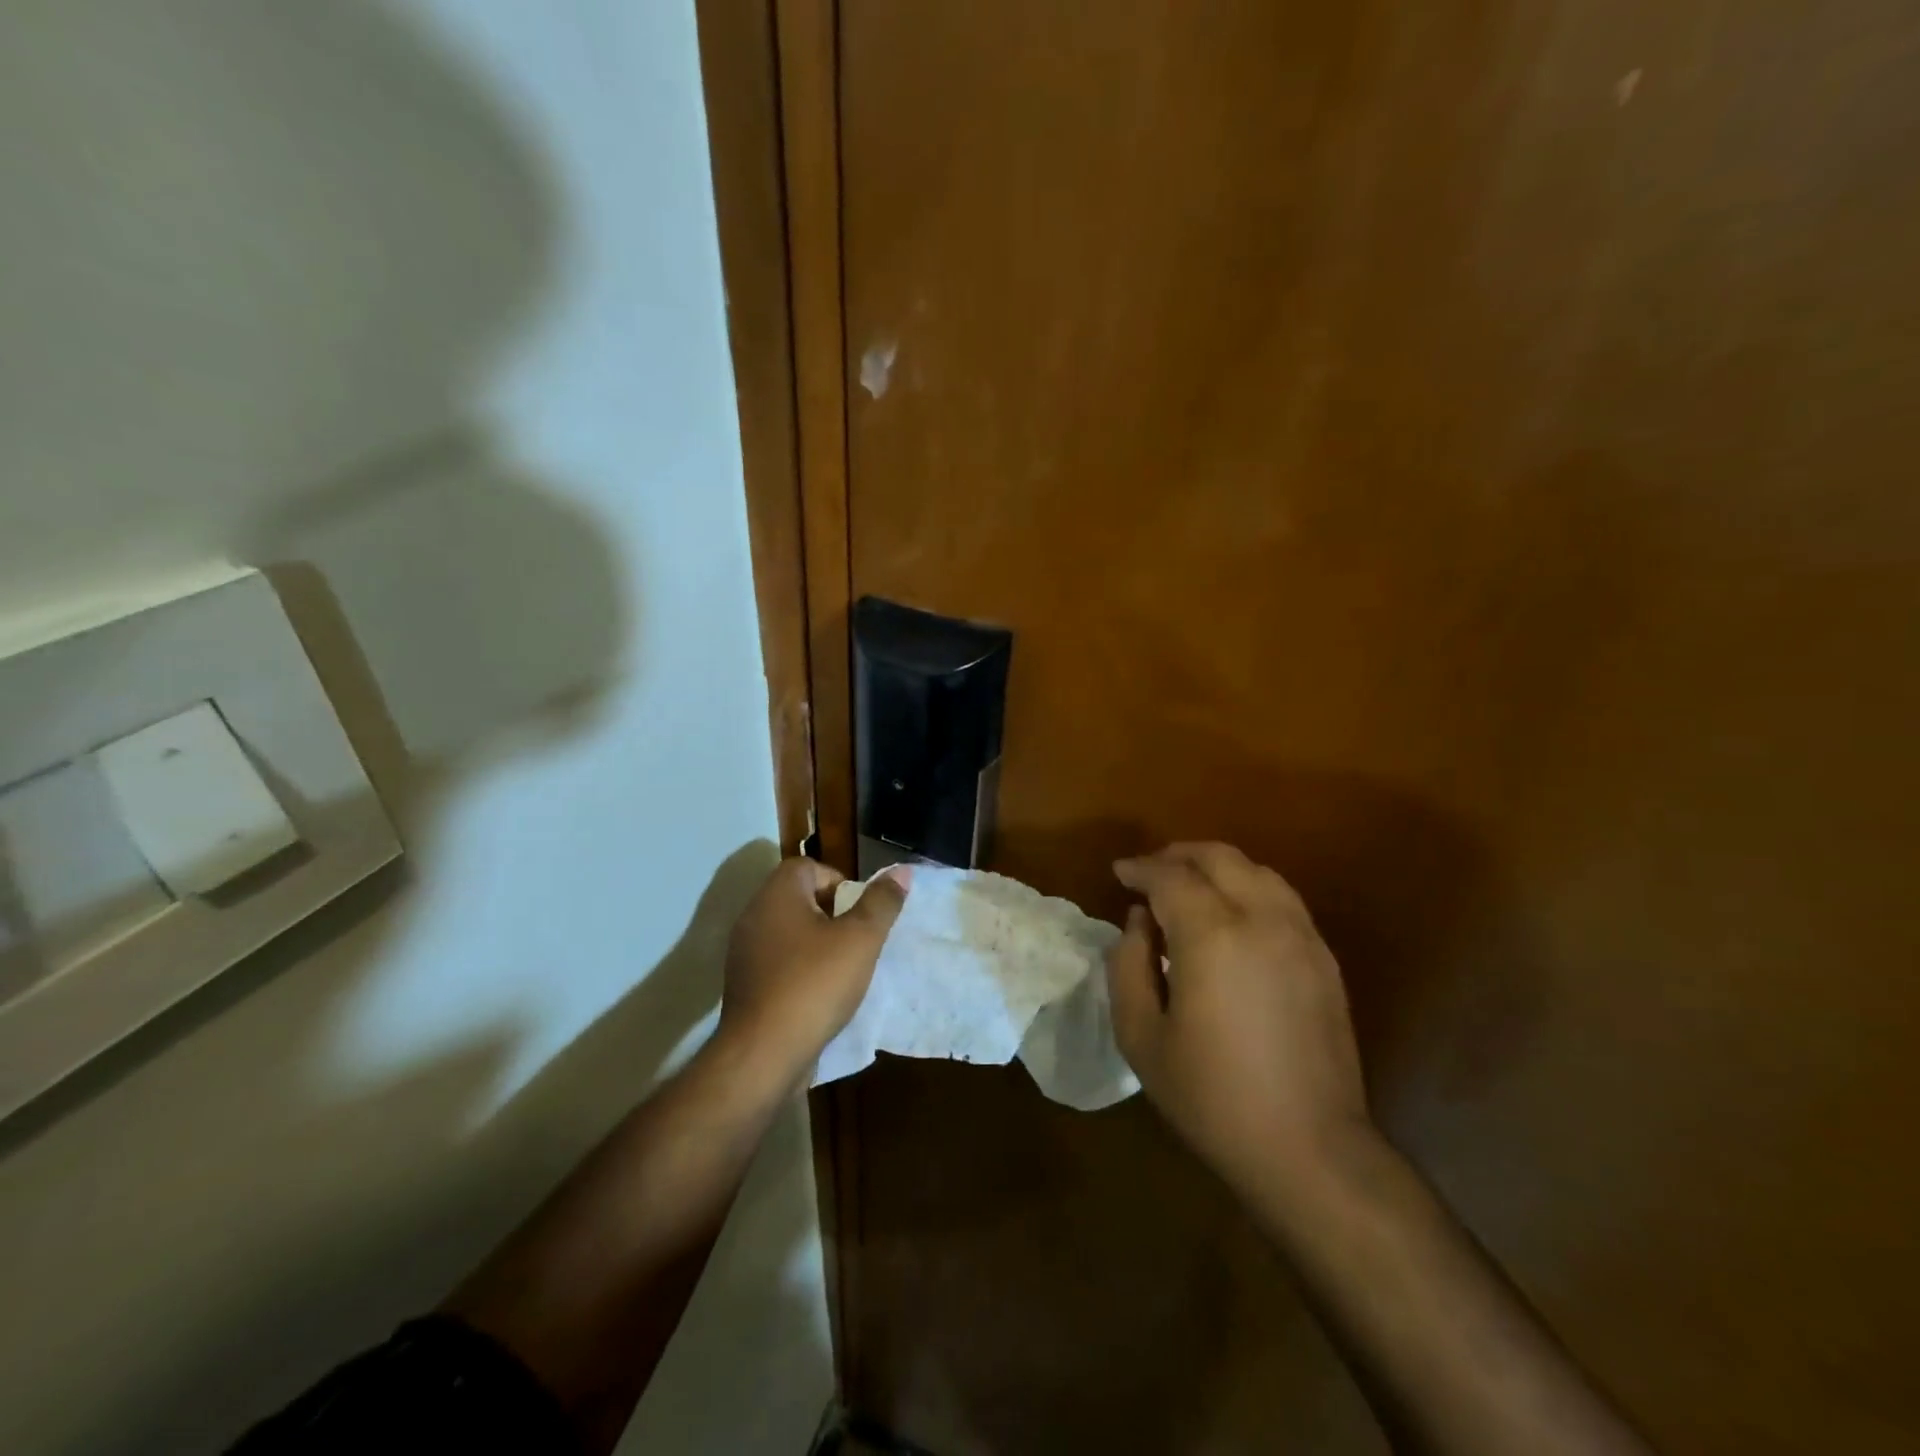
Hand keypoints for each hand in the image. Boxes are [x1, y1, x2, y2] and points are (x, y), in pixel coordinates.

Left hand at [716, 857, 909, 1089]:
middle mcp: (754, 916)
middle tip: (855, 938)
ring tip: (841, 968)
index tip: (857, 911)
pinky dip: (798, 968)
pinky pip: (776, 962)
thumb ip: (881, 902)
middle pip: (796, 897)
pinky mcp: (743, 985)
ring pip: (787, 931)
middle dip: (830, 913)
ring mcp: (743, 952)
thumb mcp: (860, 939)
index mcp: (777, 896)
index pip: (807, 866)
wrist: (763, 1054)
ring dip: (815, 943)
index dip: (837, 881)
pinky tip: (818, 994)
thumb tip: (901, 871)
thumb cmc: (815, 984)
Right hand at [1107, 842, 1370, 1198]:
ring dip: (1217, 866)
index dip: (1140, 869)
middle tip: (1150, 872)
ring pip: (1257, 870)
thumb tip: (1140, 922)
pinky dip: (1249, 887)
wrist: (1310, 1150)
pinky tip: (1232, 915)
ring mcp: (1301, 936)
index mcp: (1213, 936)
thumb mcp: (1141, 1036)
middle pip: (1218, 858)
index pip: (1170, 876)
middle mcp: (1262, 920)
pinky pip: (1282, 898)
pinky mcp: (1324, 958)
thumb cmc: (1212, 1097)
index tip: (1119, 873)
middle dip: (1178, 855)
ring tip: (1189, 885)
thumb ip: (1128, 965)